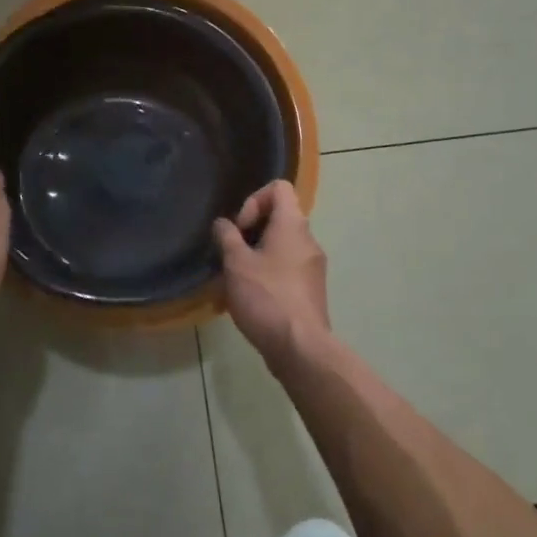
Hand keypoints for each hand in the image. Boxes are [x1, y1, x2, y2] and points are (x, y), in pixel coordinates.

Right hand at [213, 180, 329, 369]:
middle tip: (233, 254)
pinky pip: (287, 269)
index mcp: (293, 224)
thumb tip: (223, 224)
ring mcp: (313, 267)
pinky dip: (269, 274)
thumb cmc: (267, 297)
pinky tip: (251, 298)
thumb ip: (227, 237)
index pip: (279, 188)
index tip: (240, 228)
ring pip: (282, 246)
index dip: (254, 200)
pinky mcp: (311, 290)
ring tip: (237, 279)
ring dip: (257, 255)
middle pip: (279, 217)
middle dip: (251, 231)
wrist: (301, 348)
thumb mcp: (236, 263)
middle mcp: (308, 240)